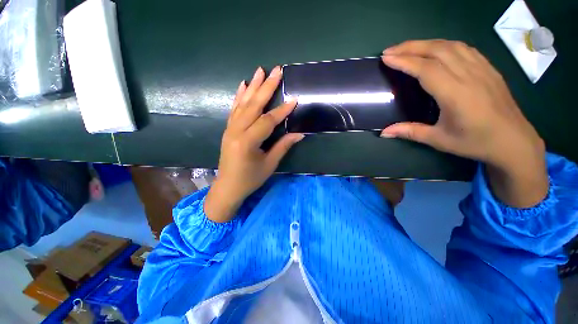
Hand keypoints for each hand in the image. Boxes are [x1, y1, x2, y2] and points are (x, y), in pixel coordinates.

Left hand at [204, 67, 303, 222]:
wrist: (228, 187)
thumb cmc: (250, 179)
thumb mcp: (269, 165)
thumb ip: (283, 146)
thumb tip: (299, 133)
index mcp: (248, 142)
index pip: (268, 121)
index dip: (282, 111)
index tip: (294, 99)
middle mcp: (236, 132)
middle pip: (254, 106)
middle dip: (266, 87)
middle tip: (276, 71)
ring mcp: (230, 129)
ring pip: (243, 104)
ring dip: (253, 86)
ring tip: (260, 70)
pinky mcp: (228, 129)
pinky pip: (234, 109)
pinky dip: (239, 96)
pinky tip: (243, 85)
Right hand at [381, 40, 547, 207]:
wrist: (514, 141)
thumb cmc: (476, 142)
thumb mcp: (439, 140)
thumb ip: (410, 132)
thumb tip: (384, 132)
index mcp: (456, 94)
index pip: (426, 69)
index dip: (404, 61)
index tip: (386, 58)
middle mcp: (469, 75)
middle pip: (437, 50)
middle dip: (410, 47)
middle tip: (390, 51)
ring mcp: (481, 69)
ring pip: (450, 45)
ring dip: (426, 43)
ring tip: (408, 48)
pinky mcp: (488, 68)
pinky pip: (464, 48)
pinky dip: (444, 45)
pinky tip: (435, 49)